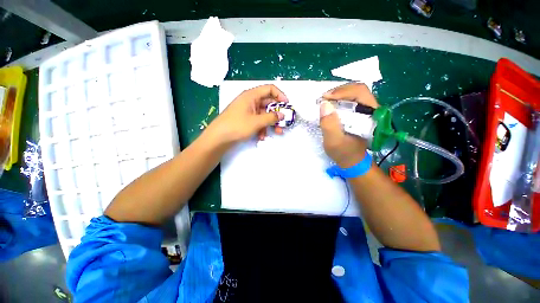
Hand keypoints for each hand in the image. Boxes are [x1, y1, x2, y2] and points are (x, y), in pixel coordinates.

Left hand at [206, 84, 288, 144]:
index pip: (269, 89)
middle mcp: (250, 101)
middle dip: (277, 114)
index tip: (287, 105)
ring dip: (270, 123)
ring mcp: (248, 111)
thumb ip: (271, 118)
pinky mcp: (246, 119)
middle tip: (284, 122)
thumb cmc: (237, 126)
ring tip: (277, 132)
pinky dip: (262, 128)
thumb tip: (282, 115)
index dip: (280, 95)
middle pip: (268, 104)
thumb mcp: (256, 121)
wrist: (219, 138)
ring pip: (264, 114)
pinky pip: (258, 121)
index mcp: (251, 95)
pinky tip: (262, 136)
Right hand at [319, 83, 378, 167]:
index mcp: (371, 115)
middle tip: (323, 99)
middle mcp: (371, 109)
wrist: (351, 161)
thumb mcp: (334, 142)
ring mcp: (366, 110)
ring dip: (338, 94)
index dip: (342, 92)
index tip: (325, 98)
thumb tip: (324, 104)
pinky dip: (339, 99)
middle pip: (357, 89)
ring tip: (325, 101)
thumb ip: (330, 125)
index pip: (360, 93)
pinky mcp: (359, 113)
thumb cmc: (343, 153)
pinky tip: (330, 105)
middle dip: (339, 91)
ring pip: (354, 93)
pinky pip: (350, 100)